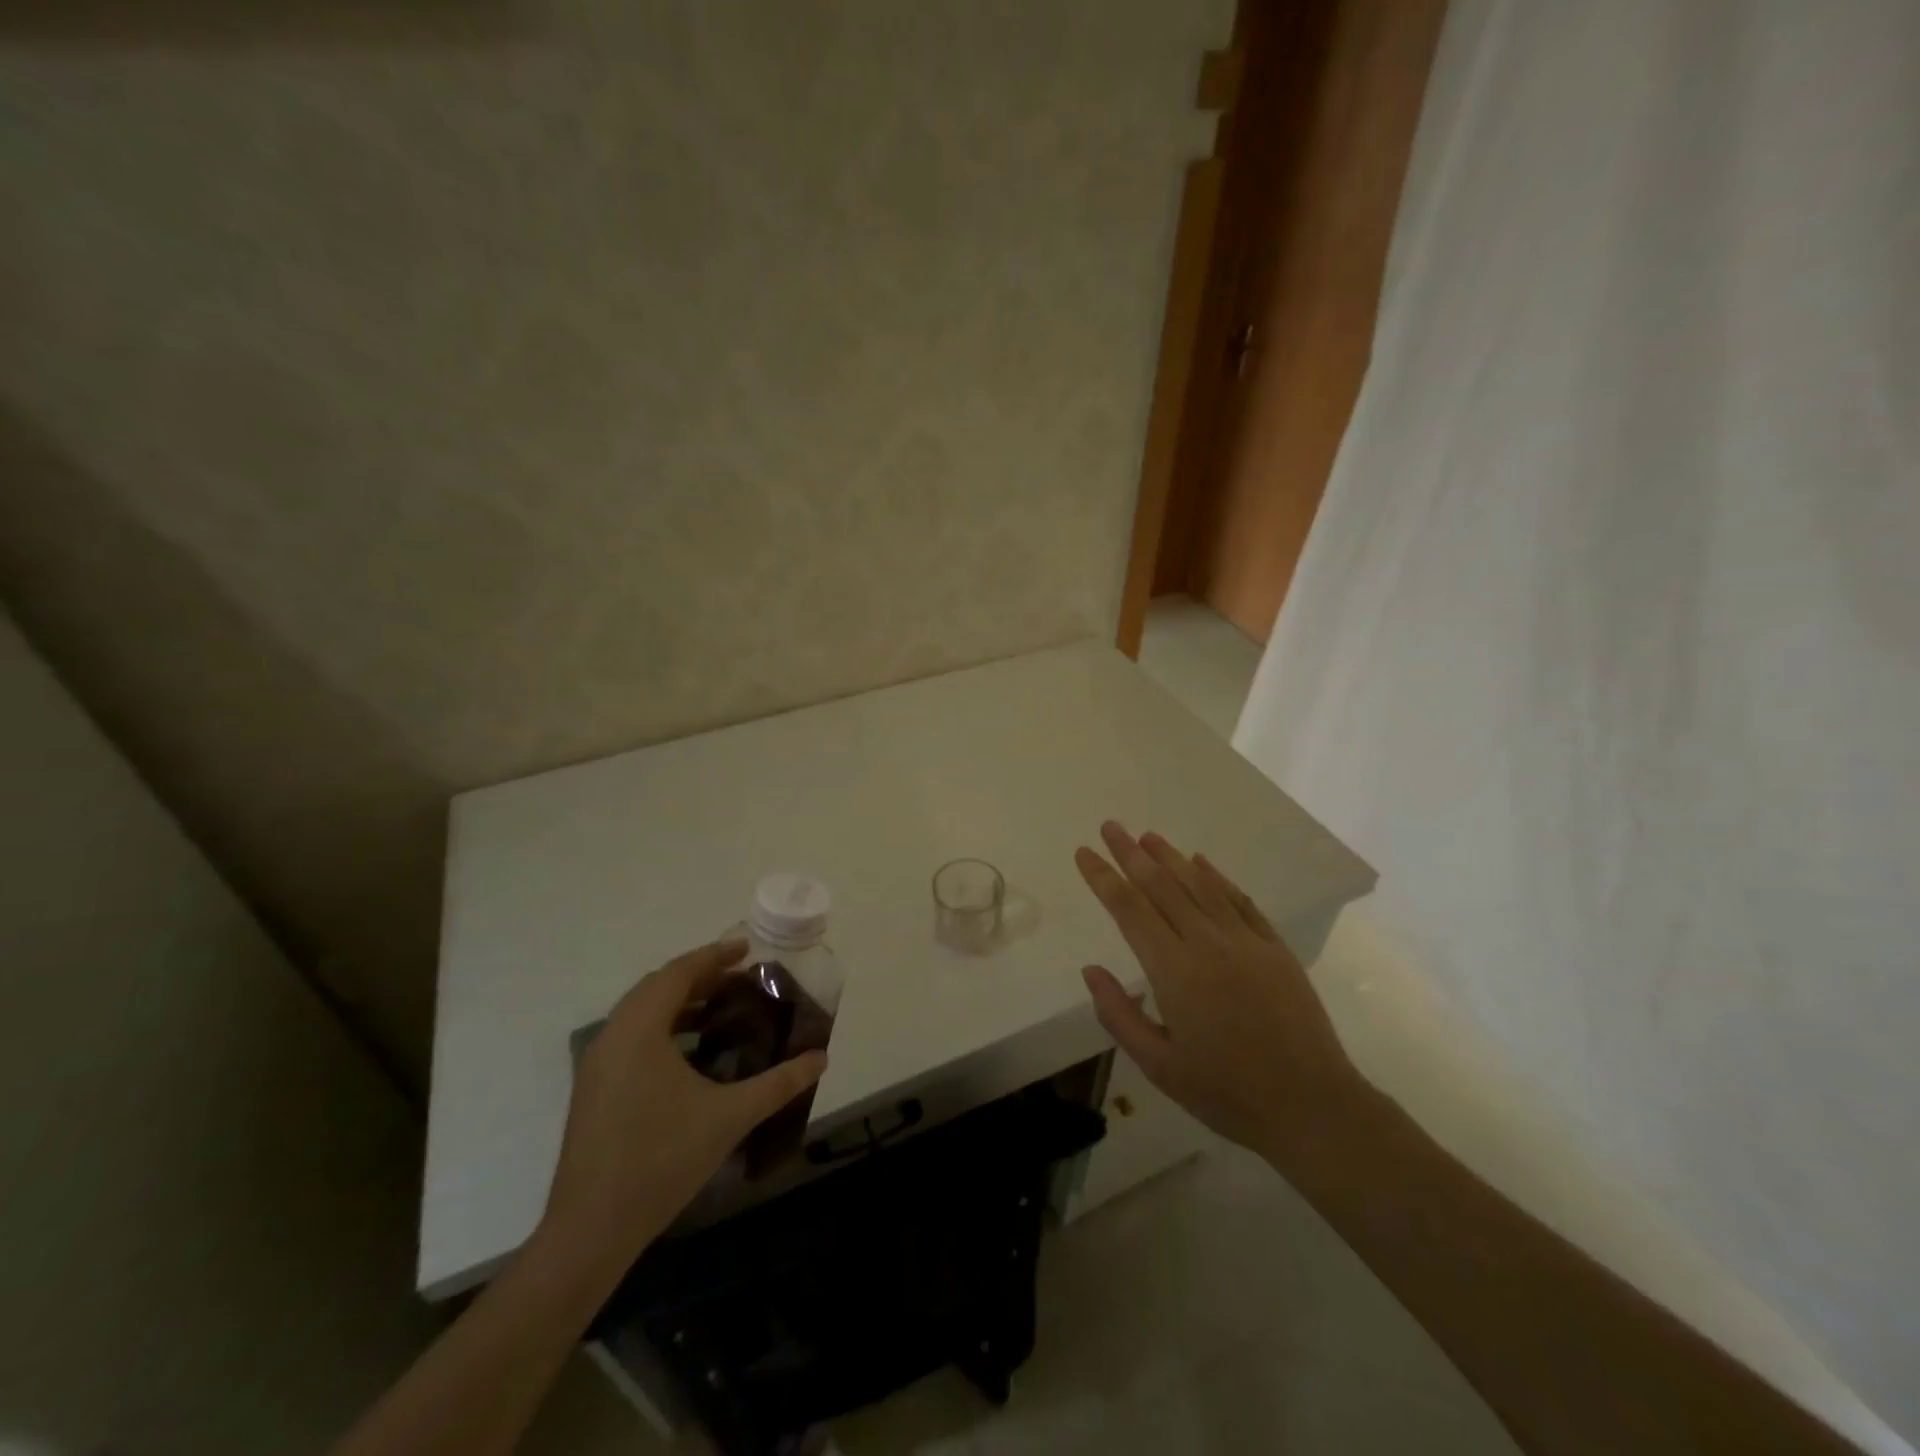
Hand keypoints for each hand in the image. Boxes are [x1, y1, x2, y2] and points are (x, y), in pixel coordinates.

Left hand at [538, 940, 827, 1277]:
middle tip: (739, 977)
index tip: (747, 948)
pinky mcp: (593, 1089)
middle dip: (699, 976)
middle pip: (657, 987)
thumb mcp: (729, 1117)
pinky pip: (630, 1037)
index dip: (714, 956)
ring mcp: (597, 1064)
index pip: (678, 973)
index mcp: (640, 1029)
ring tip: (720, 1008)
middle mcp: (612, 1036)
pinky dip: (662, 1027)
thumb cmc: (661, 1159)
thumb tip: (820, 1058)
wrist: (590, 1230)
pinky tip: (691, 1053)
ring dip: (679, 1002)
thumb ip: (779, 1083)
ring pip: (640, 1012)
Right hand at [1074, 822, 1368, 1169]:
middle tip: (1111, 826)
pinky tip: (1201, 862)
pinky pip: (1239, 900)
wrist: (1311, 1106)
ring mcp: (1245, 942)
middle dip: (1131, 854)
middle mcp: (1207, 943)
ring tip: (1148, 836)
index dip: (1103, 877)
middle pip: (1161, 886)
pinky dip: (1216, 877)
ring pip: (1199, 886)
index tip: (1085, 852)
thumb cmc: (1226, 1092)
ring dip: (1170, 857)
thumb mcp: (1159, 1066)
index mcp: (1174, 971)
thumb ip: (1119, 1015)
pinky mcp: (1274, 948)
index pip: (1129, 909)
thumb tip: (1091, 970)